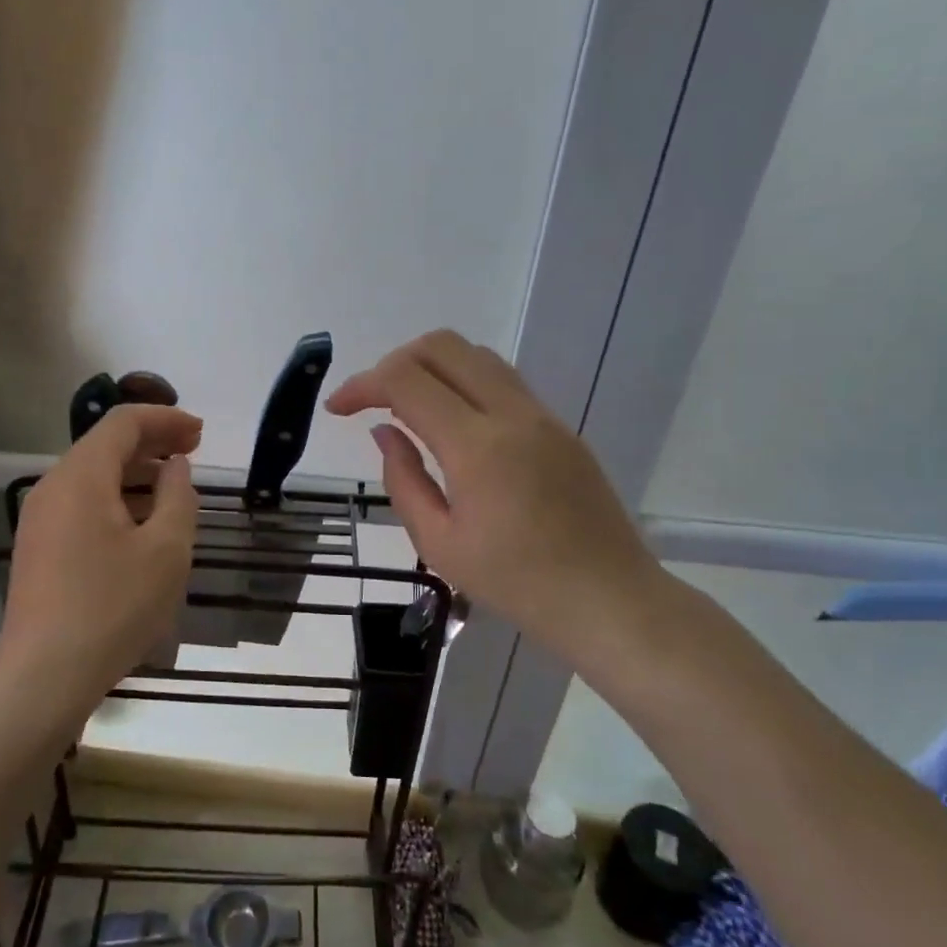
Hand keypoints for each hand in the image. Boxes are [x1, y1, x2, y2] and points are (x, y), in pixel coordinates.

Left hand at [0, 404, 200, 711]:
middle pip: (104, 445)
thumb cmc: (113, 607)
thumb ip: (178, 497)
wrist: (44, 677)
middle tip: (193, 453)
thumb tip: (175, 467)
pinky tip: (141, 525)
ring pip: (92, 476)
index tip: (201, 433)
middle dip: (152, 442)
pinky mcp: (39, 548)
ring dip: (135, 472)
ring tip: (173, 487)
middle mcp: (53, 487)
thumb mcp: (166, 550)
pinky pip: (81, 504)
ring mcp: (40, 519)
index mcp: (81, 476)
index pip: (123, 422)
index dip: (165, 419)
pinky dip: (116, 499)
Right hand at [327, 330, 667, 673]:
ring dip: (432, 366)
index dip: (362, 384)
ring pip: (477, 355)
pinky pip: (502, 381)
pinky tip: (451, 423)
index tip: (337, 409)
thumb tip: (385, 432)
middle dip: (394, 362)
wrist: (608, 599)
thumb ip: (403, 480)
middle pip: (443, 346)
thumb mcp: (439, 543)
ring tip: (407, 406)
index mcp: (476, 446)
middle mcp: (511, 414)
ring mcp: (542, 415)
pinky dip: (464, 382)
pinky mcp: (560, 427)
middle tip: (371, 400)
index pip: (406, 380)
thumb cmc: (516, 583)